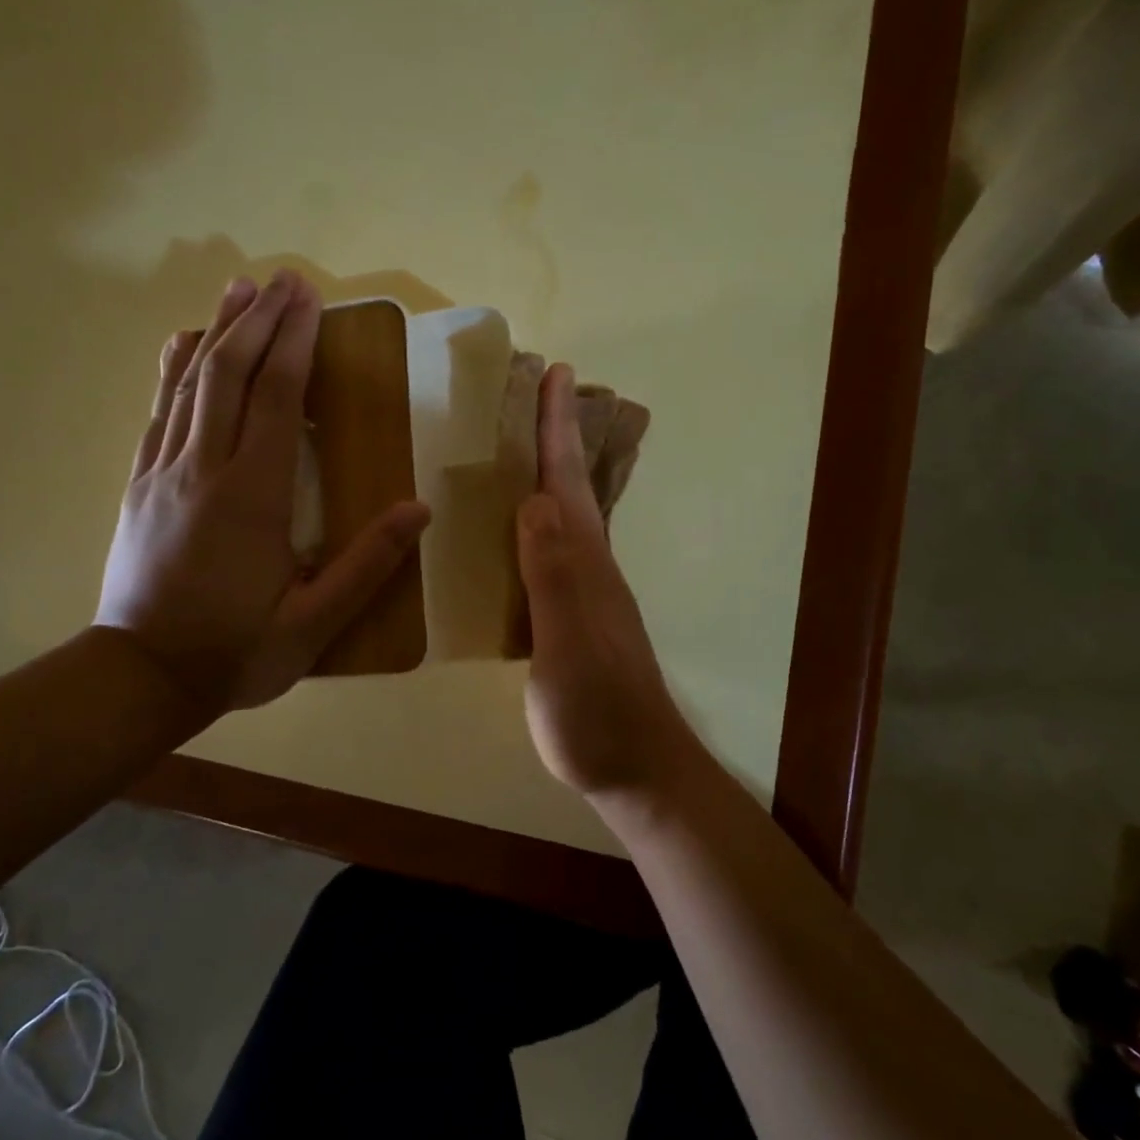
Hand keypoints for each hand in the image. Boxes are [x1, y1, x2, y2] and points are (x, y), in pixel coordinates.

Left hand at [95, 271, 429, 715]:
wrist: (140, 677)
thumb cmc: (235, 651)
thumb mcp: (313, 623)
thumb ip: (367, 565)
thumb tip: (419, 510)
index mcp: (251, 496)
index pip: (275, 399)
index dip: (294, 343)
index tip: (309, 299)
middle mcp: (202, 469)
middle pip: (228, 375)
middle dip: (258, 321)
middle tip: (283, 278)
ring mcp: (163, 473)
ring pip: (189, 385)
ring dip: (216, 331)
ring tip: (238, 290)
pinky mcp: (140, 486)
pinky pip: (159, 412)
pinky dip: (175, 371)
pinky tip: (183, 346)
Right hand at [518, 364, 690, 795]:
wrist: (632, 767)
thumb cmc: (596, 710)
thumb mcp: (568, 645)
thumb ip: (553, 575)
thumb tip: (534, 501)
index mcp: (583, 562)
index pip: (566, 481)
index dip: (558, 428)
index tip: (554, 372)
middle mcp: (586, 566)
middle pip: (568, 488)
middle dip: (552, 436)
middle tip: (532, 392)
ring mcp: (579, 593)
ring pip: (558, 518)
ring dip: (542, 475)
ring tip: (515, 445)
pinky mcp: (565, 619)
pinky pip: (543, 554)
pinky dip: (527, 525)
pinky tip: (508, 530)